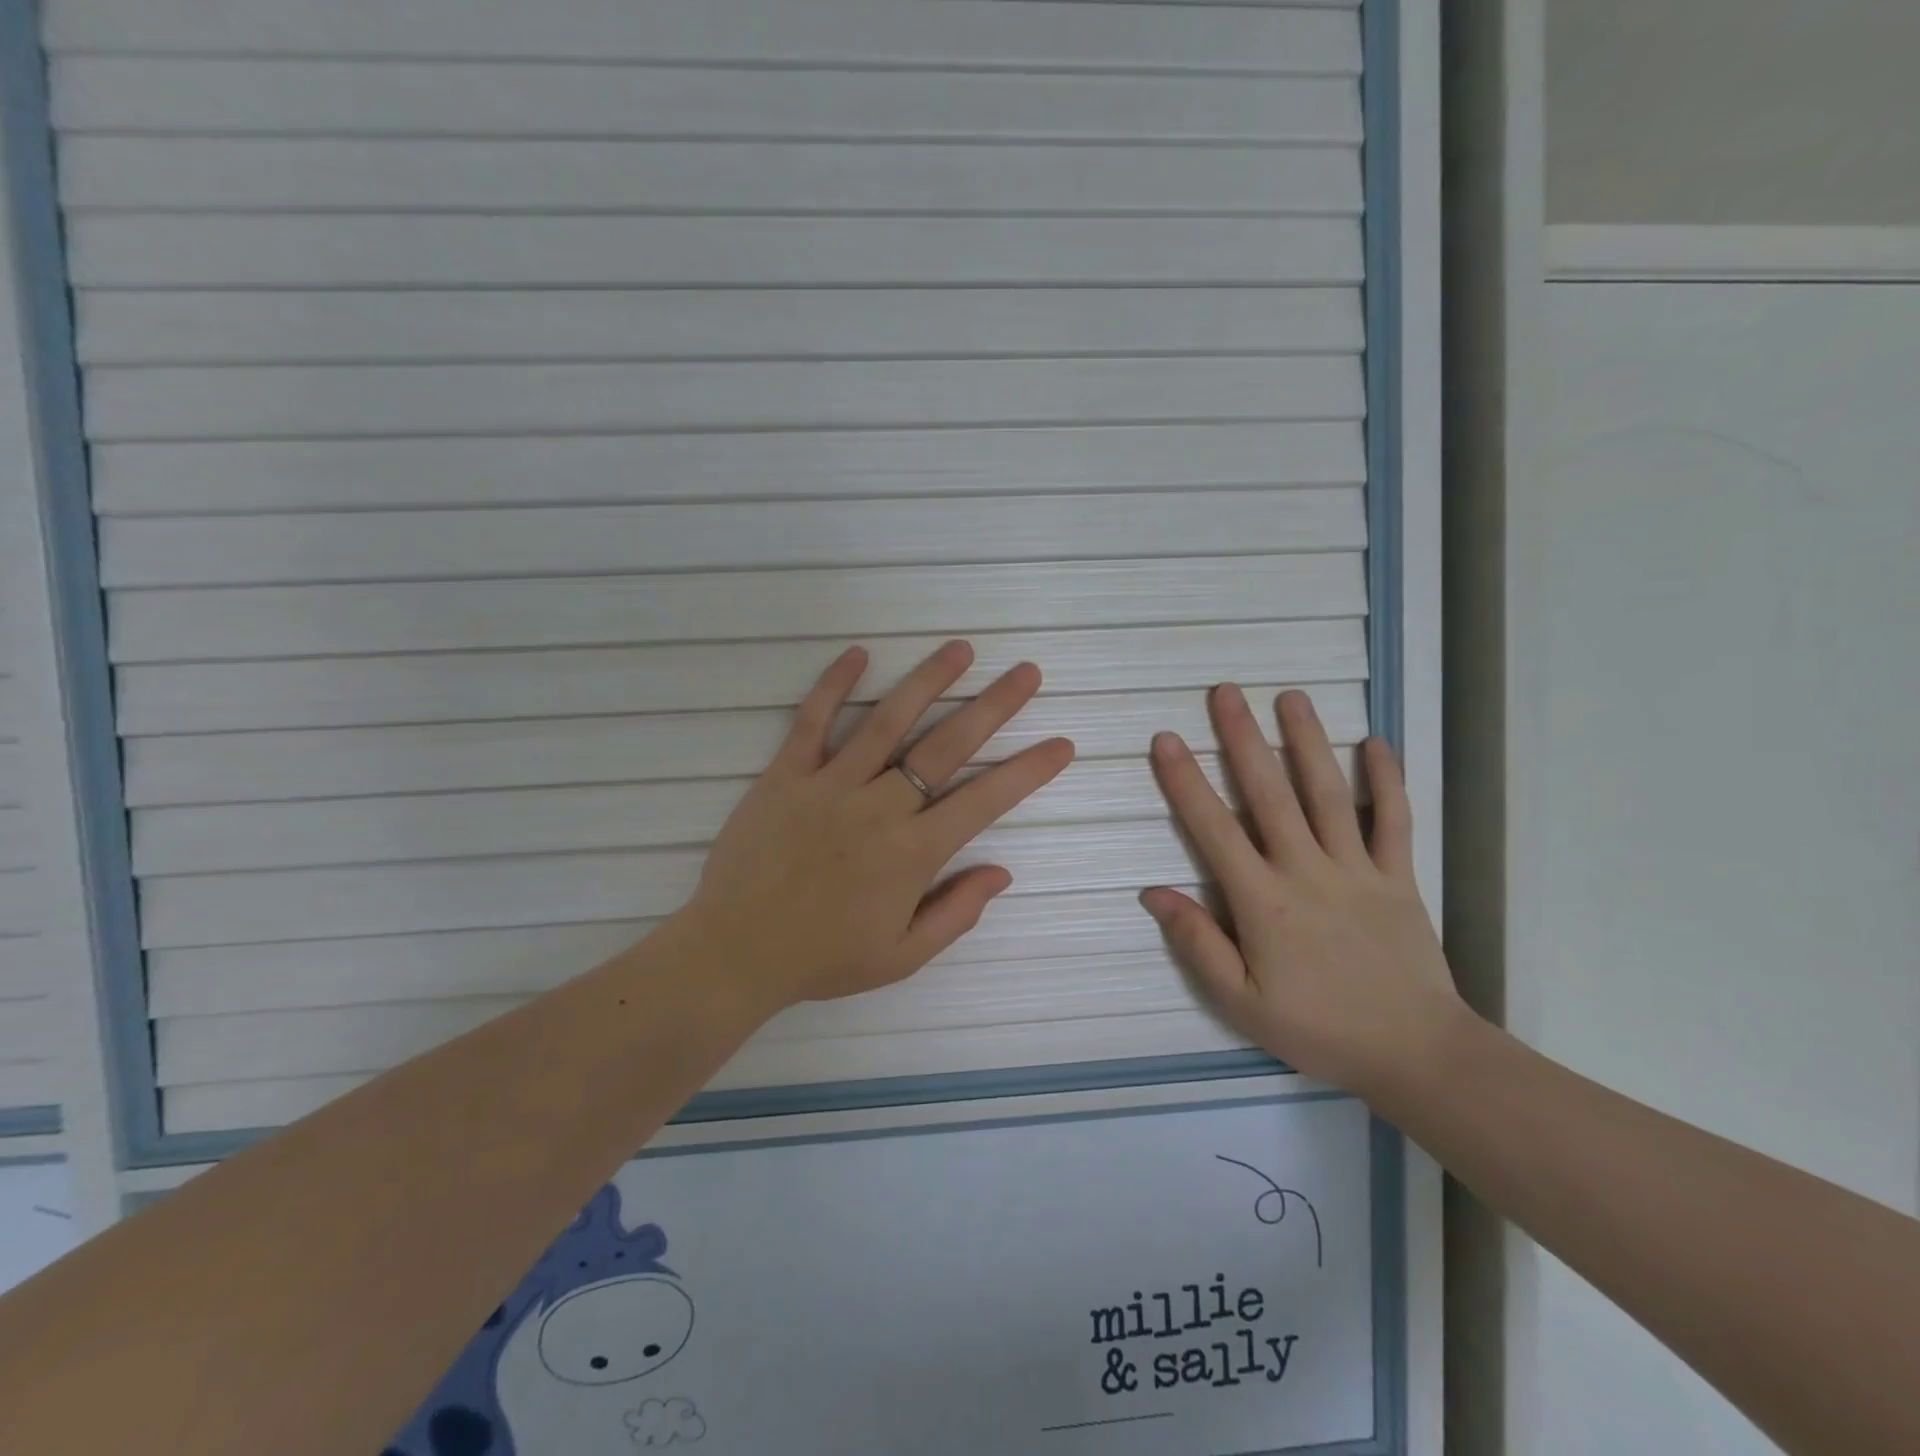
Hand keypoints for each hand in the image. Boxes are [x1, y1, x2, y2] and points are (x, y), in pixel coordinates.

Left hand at [683, 641, 1073, 1009]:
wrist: (735, 953)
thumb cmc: (822, 959)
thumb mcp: (901, 956)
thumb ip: (956, 913)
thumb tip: (1002, 872)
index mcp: (912, 853)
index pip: (984, 800)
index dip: (1027, 771)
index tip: (1060, 744)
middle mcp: (879, 808)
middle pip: (945, 746)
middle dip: (993, 707)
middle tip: (1026, 673)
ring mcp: (830, 785)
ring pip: (887, 721)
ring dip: (928, 681)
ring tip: (960, 649)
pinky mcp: (785, 775)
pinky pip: (812, 721)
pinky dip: (833, 684)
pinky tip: (859, 653)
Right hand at [1141, 686, 1470, 1100]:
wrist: (1416, 1053)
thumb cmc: (1317, 1029)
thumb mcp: (1240, 1001)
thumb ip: (1198, 942)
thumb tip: (1154, 893)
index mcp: (1262, 900)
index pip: (1214, 828)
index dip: (1186, 781)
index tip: (1167, 740)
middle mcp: (1306, 870)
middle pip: (1269, 793)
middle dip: (1243, 739)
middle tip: (1226, 692)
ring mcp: (1357, 868)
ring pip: (1328, 794)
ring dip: (1307, 741)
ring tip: (1290, 697)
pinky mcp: (1397, 877)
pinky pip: (1393, 820)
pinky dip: (1386, 780)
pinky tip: (1375, 743)